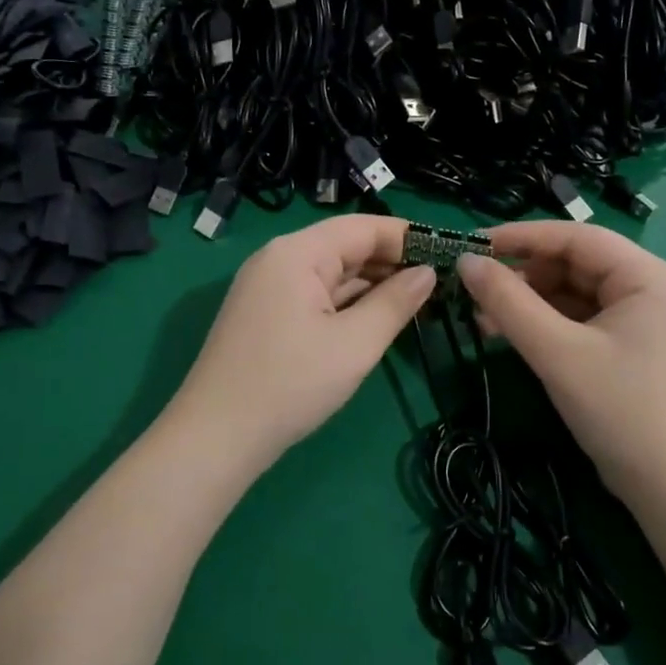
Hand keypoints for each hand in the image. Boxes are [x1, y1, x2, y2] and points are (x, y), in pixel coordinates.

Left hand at [168, 215, 435, 475]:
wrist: (216, 437)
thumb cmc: (291, 385)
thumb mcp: (355, 344)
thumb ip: (396, 303)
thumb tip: (428, 273)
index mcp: (298, 253)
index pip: (364, 227)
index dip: (408, 238)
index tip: (449, 255)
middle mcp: (279, 259)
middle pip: (346, 247)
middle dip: (393, 263)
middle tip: (442, 284)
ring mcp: (268, 287)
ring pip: (332, 274)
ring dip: (372, 286)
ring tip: (420, 303)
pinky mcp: (266, 314)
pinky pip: (316, 296)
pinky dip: (348, 304)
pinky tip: (377, 319)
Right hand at [457, 222, 665, 509]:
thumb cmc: (620, 411)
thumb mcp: (557, 353)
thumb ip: (508, 303)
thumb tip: (466, 261)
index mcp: (647, 276)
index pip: (576, 237)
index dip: (520, 237)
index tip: (471, 245)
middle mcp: (649, 288)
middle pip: (574, 264)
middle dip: (522, 276)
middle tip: (473, 290)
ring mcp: (641, 319)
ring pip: (573, 293)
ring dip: (528, 302)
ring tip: (481, 317)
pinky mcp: (629, 347)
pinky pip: (580, 320)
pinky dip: (544, 324)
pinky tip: (508, 334)